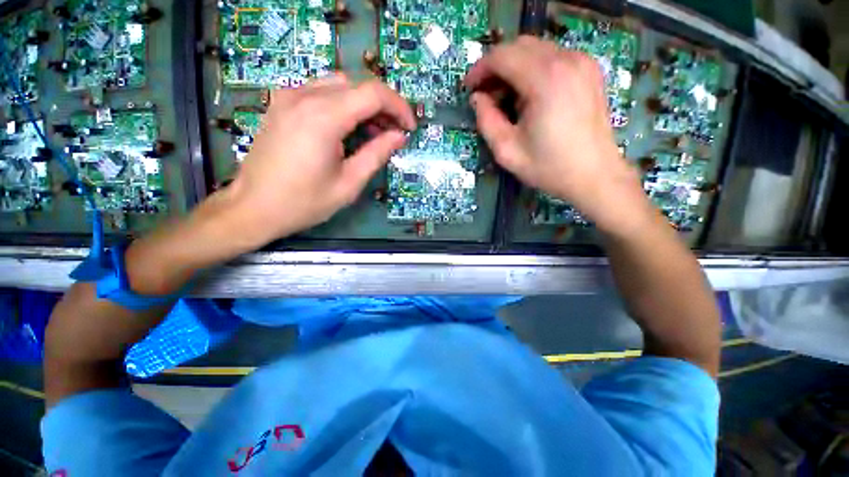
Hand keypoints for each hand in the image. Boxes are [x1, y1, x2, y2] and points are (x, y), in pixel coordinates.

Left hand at [226, 75, 415, 245]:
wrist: (253, 207)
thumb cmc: (304, 202)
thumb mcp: (349, 183)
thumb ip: (377, 154)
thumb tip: (399, 136)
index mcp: (324, 118)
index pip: (373, 94)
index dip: (399, 107)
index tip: (409, 127)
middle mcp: (305, 96)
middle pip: (358, 85)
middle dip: (383, 107)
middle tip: (394, 133)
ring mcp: (289, 97)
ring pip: (340, 85)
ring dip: (363, 104)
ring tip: (373, 132)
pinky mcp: (282, 104)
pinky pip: (321, 91)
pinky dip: (343, 104)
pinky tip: (347, 128)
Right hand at [465, 36, 651, 233]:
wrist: (594, 175)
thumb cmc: (549, 167)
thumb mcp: (507, 151)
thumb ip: (486, 121)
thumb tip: (478, 98)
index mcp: (545, 79)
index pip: (502, 56)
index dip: (480, 69)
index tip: (469, 88)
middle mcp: (566, 60)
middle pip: (519, 46)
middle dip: (496, 67)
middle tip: (486, 95)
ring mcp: (582, 62)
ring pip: (536, 49)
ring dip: (514, 68)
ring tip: (506, 98)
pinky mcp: (589, 70)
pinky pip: (552, 57)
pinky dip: (533, 69)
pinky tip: (529, 96)